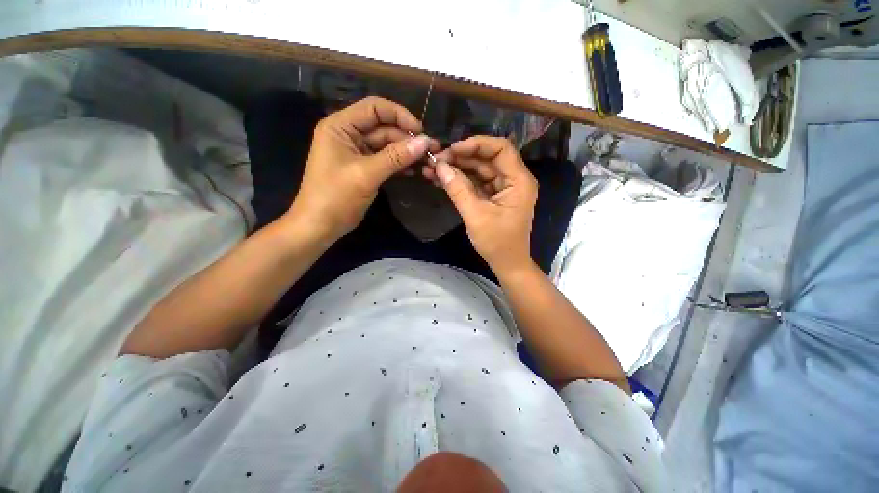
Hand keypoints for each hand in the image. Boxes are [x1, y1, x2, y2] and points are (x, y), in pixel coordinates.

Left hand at [287, 97, 438, 240]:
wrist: (320, 226)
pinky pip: (386, 161)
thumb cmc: (336, 197)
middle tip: (430, 151)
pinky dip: (400, 165)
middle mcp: (349, 135)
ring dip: (406, 153)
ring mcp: (357, 153)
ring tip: (426, 162)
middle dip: (407, 139)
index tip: (421, 131)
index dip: (400, 115)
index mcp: (341, 126)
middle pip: (384, 128)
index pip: (374, 108)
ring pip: (387, 146)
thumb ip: (396, 157)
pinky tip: (414, 171)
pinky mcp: (365, 169)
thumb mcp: (366, 174)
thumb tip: (425, 141)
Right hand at [427, 136, 537, 273]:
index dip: (476, 144)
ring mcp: (503, 188)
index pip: (500, 149)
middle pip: (486, 158)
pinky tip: (441, 180)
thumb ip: (458, 190)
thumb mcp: (476, 216)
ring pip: (479, 170)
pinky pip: (476, 182)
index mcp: (519, 181)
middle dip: (460, 158)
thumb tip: (439, 166)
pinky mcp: (493, 196)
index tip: (452, 150)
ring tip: (432, 169)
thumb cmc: (497, 243)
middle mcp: (513, 179)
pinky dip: (460, 181)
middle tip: (435, 160)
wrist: (507, 264)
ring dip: (457, 169)